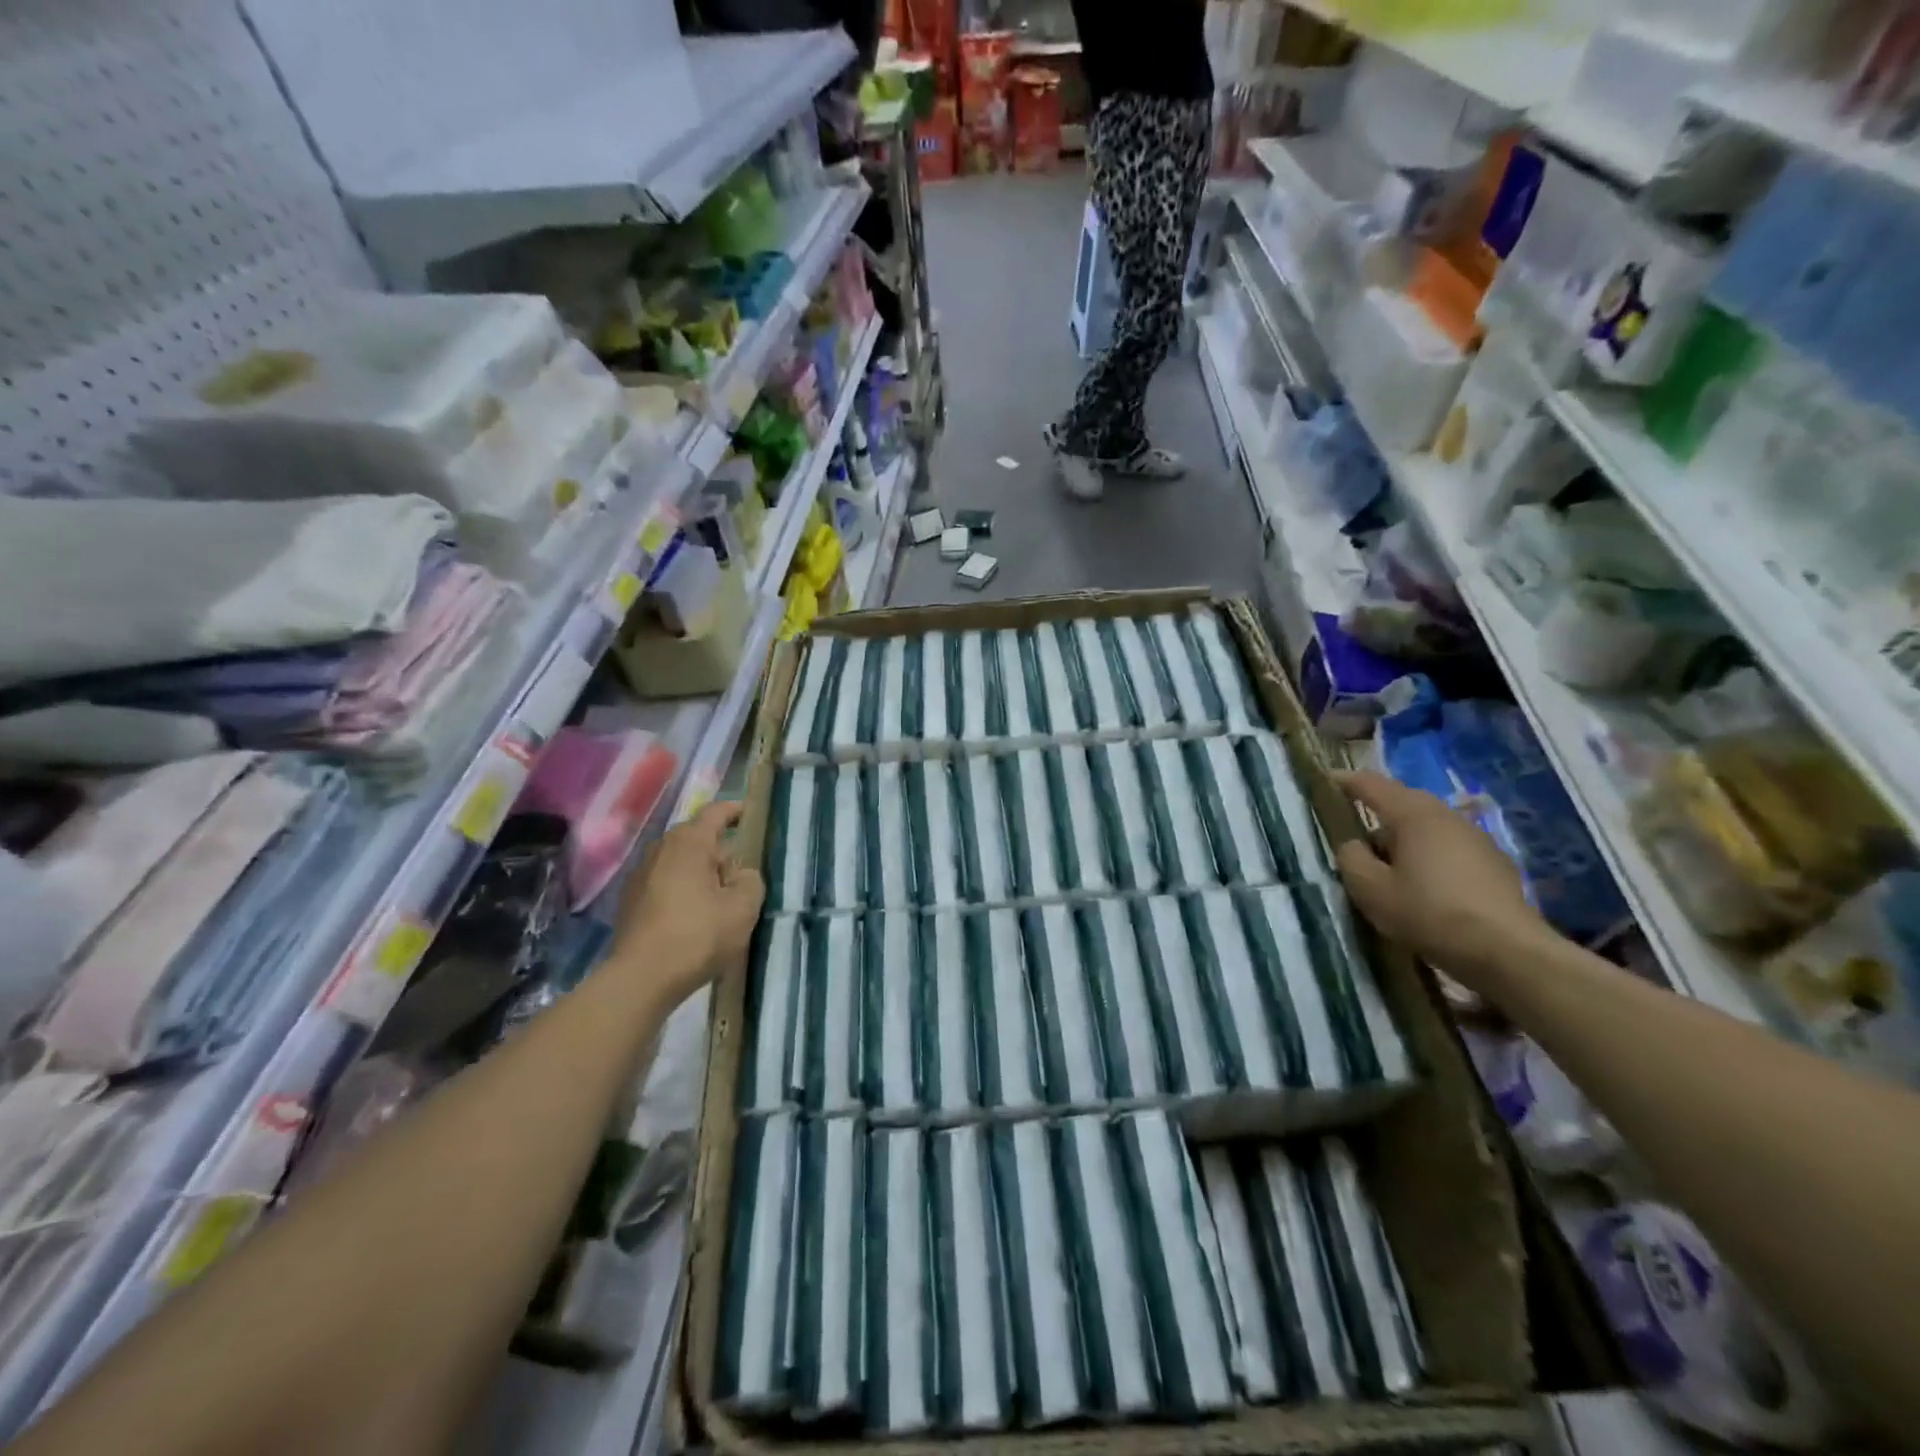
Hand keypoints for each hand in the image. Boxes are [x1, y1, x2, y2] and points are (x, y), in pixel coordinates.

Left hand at [613, 802, 764, 1005]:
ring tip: (718, 893)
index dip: (734, 810)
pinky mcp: (629, 901)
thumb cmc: (698, 935)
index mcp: (689, 842)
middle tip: (740, 868)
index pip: (715, 813)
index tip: (749, 813)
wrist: (641, 978)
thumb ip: (751, 881)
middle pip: (695, 837)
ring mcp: (640, 875)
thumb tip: (741, 874)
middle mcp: (660, 849)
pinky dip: (681, 888)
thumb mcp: (743, 907)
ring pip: (678, 861)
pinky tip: (693, 913)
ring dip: (698, 870)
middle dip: (718, 847)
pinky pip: (664, 882)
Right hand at [1333, 770, 1552, 984]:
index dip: (1344, 781)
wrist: (1509, 952)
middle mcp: (1446, 816)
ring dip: (1404, 838)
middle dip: (1376, 812)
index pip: (1371, 784)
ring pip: (1428, 826)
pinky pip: (1449, 847)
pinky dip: (1429, 856)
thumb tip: (1352, 845)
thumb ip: (1351, 859)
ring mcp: (1476, 838)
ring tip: (1388, 867)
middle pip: (1403, 802)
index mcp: (1413, 815)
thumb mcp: (1371, 890)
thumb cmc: (1430, 914)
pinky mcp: (1495, 863)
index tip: (1325, 781)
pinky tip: (1425, 886)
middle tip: (1354, 835)